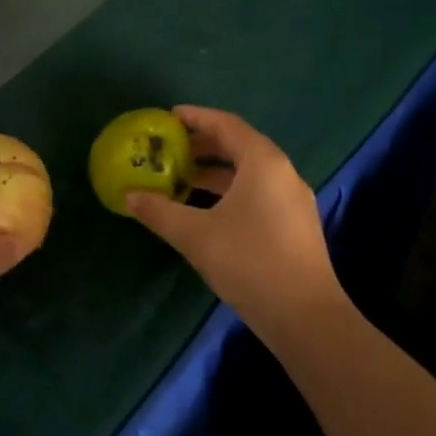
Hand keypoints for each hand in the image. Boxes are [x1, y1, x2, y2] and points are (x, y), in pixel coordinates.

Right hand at [126, 107, 346, 338]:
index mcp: (263, 162)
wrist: (306, 318)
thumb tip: (130, 196)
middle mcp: (283, 173)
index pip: (226, 125)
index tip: (168, 117)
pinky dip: (229, 192)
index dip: (196, 117)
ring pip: (249, 173)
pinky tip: (206, 211)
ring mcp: (293, 201)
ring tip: (181, 180)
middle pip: (239, 146)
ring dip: (215, 172)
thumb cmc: (249, 262)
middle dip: (203, 145)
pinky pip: (257, 193)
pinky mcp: (294, 226)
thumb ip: (159, 211)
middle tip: (170, 150)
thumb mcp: (195, 235)